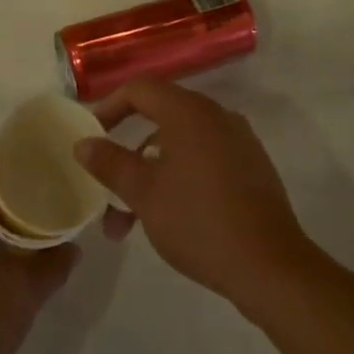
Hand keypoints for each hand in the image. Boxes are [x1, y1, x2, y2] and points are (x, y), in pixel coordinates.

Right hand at [74, 79, 311, 312]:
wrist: (270, 265)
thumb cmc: (198, 221)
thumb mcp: (144, 194)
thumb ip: (111, 163)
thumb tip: (83, 143)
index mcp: (189, 111)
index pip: (140, 89)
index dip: (110, 107)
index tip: (93, 136)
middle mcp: (216, 115)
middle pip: (161, 117)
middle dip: (128, 152)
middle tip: (107, 186)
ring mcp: (239, 140)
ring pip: (181, 144)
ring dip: (151, 174)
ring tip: (128, 223)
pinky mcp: (252, 166)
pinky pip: (205, 158)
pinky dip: (180, 176)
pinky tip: (171, 215)